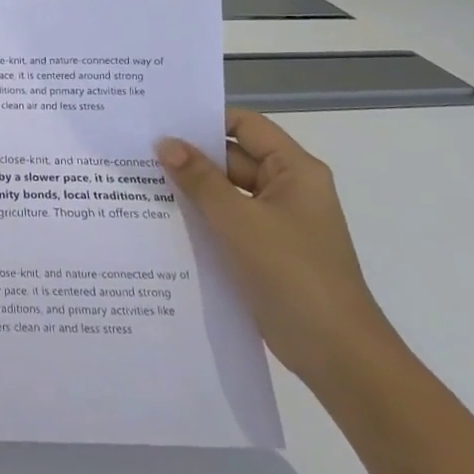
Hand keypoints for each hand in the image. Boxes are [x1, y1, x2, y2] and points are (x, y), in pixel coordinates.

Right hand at [158, 110, 398, 389]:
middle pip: (233, 158)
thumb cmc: (293, 274)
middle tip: (137, 151)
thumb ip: (199, 179)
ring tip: (138, 181)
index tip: (160, 120)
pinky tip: (161, 219)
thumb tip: (165, 142)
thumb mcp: (239, 220)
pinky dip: (199, 218)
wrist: (336, 353)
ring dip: (190, 189)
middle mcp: (288, 189)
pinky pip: (226, 222)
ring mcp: (276, 222)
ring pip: (226, 193)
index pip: (245, 126)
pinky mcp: (264, 251)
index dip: (205, 119)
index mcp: (295, 171)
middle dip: (190, 156)